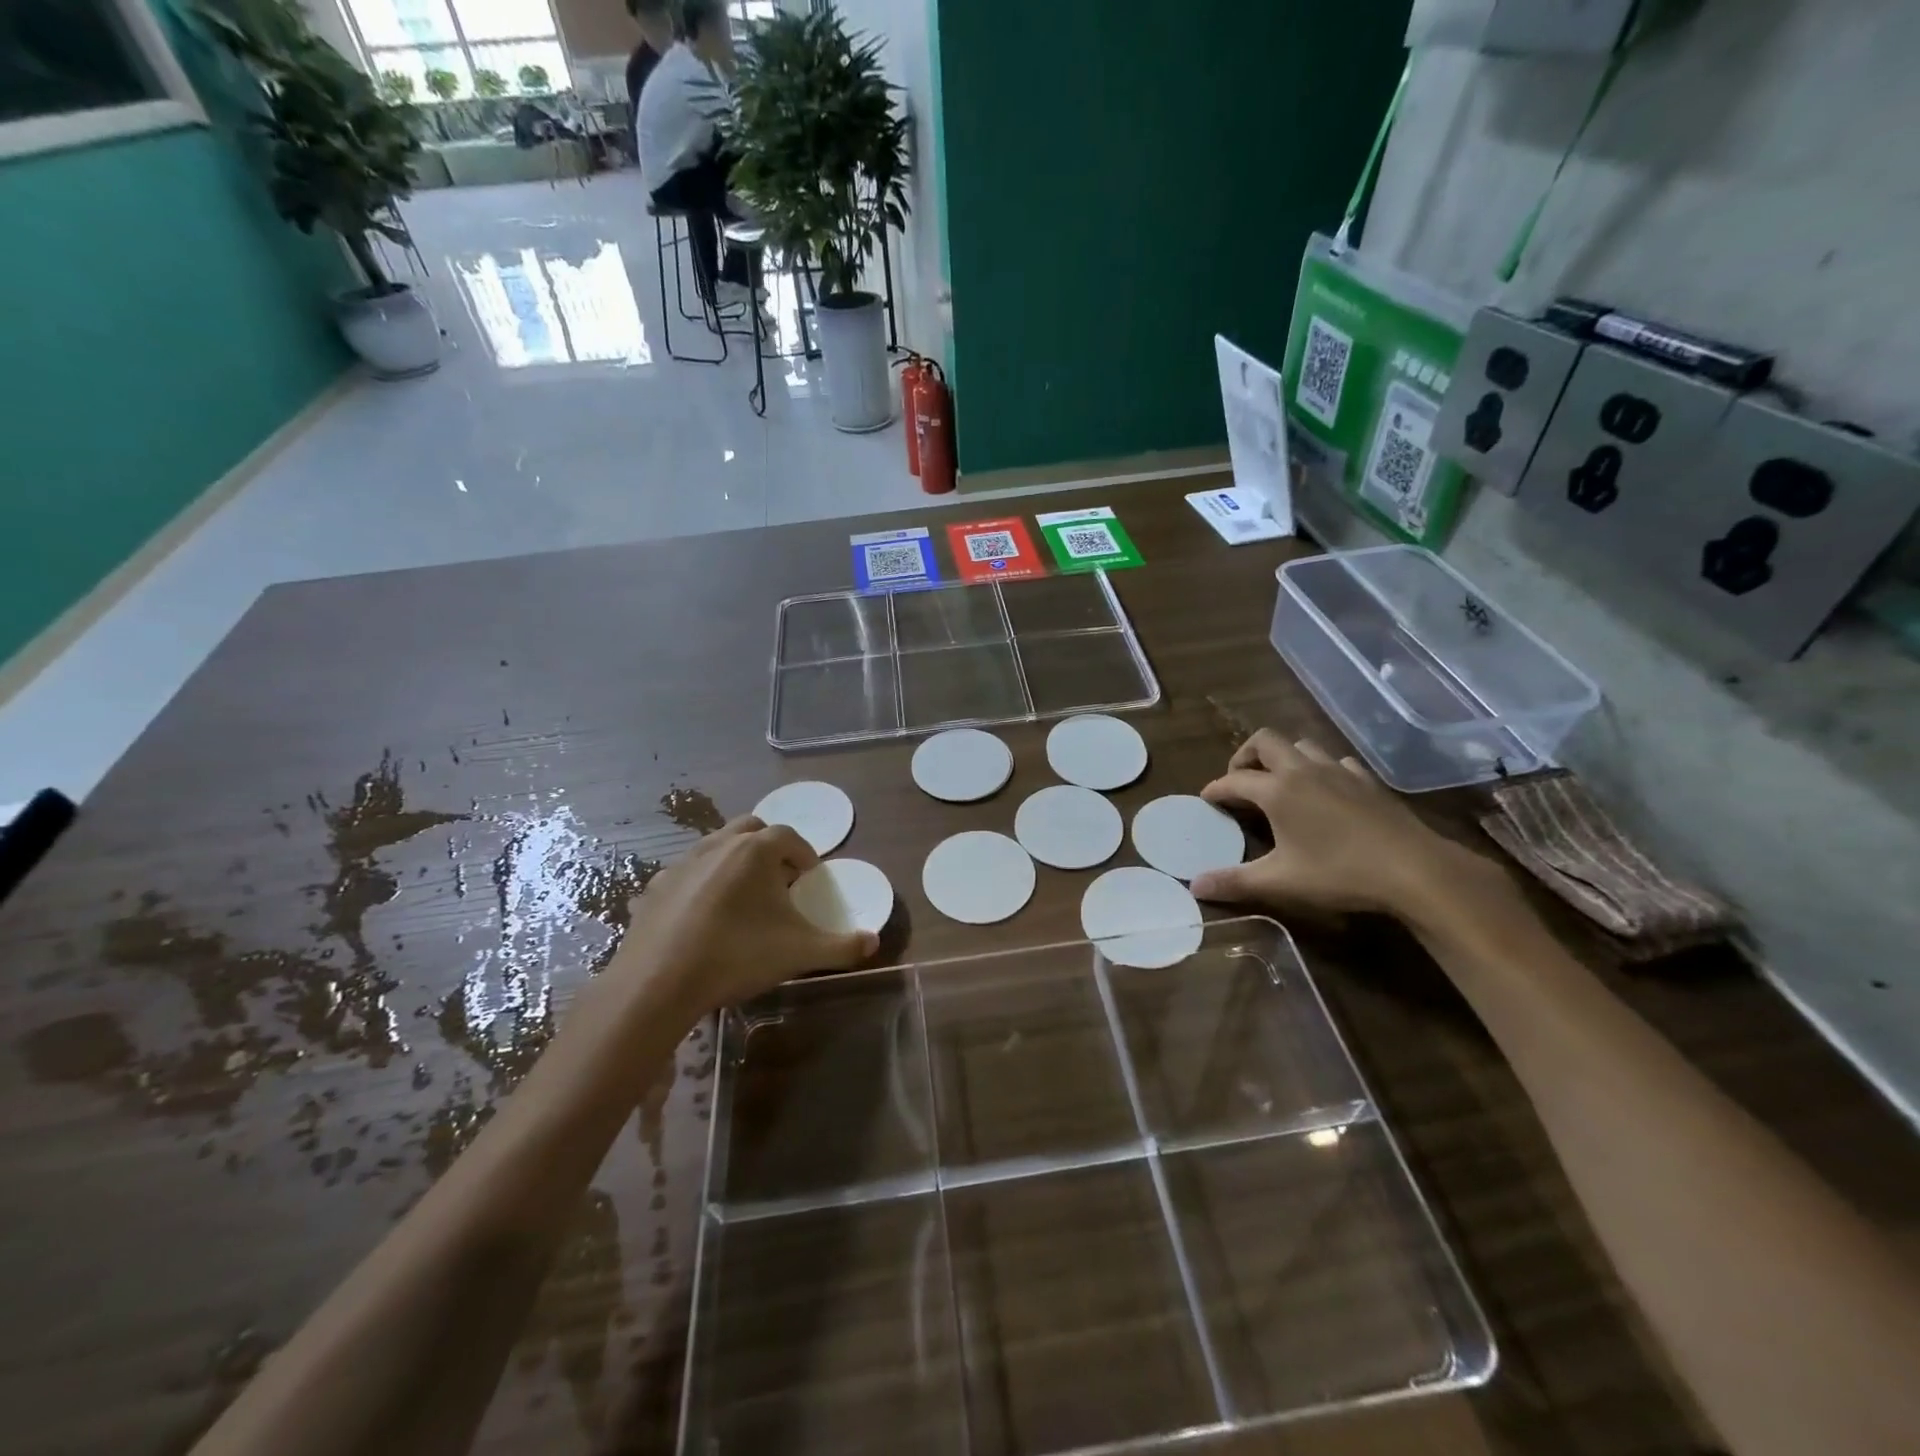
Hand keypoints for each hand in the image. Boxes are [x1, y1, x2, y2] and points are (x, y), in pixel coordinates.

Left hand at [603, 815, 876, 1019]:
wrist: (658, 983)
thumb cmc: (737, 956)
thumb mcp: (799, 953)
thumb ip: (842, 947)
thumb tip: (873, 942)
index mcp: (755, 851)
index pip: (789, 836)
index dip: (804, 854)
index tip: (810, 877)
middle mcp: (718, 845)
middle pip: (751, 829)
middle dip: (769, 846)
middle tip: (779, 878)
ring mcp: (682, 863)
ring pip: (716, 846)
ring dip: (735, 860)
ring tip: (744, 897)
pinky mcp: (656, 886)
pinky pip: (688, 872)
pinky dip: (703, 882)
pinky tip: (705, 916)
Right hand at [1192, 731, 1505, 922]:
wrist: (1415, 870)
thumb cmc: (1339, 873)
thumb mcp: (1280, 882)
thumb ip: (1235, 882)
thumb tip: (1194, 886)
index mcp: (1277, 790)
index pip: (1234, 780)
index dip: (1215, 789)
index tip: (1205, 799)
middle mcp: (1304, 770)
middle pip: (1265, 741)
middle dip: (1245, 755)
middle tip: (1240, 781)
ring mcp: (1339, 772)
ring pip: (1302, 745)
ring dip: (1283, 757)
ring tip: (1278, 782)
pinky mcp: (1367, 781)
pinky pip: (1336, 761)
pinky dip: (1320, 768)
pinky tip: (1325, 791)